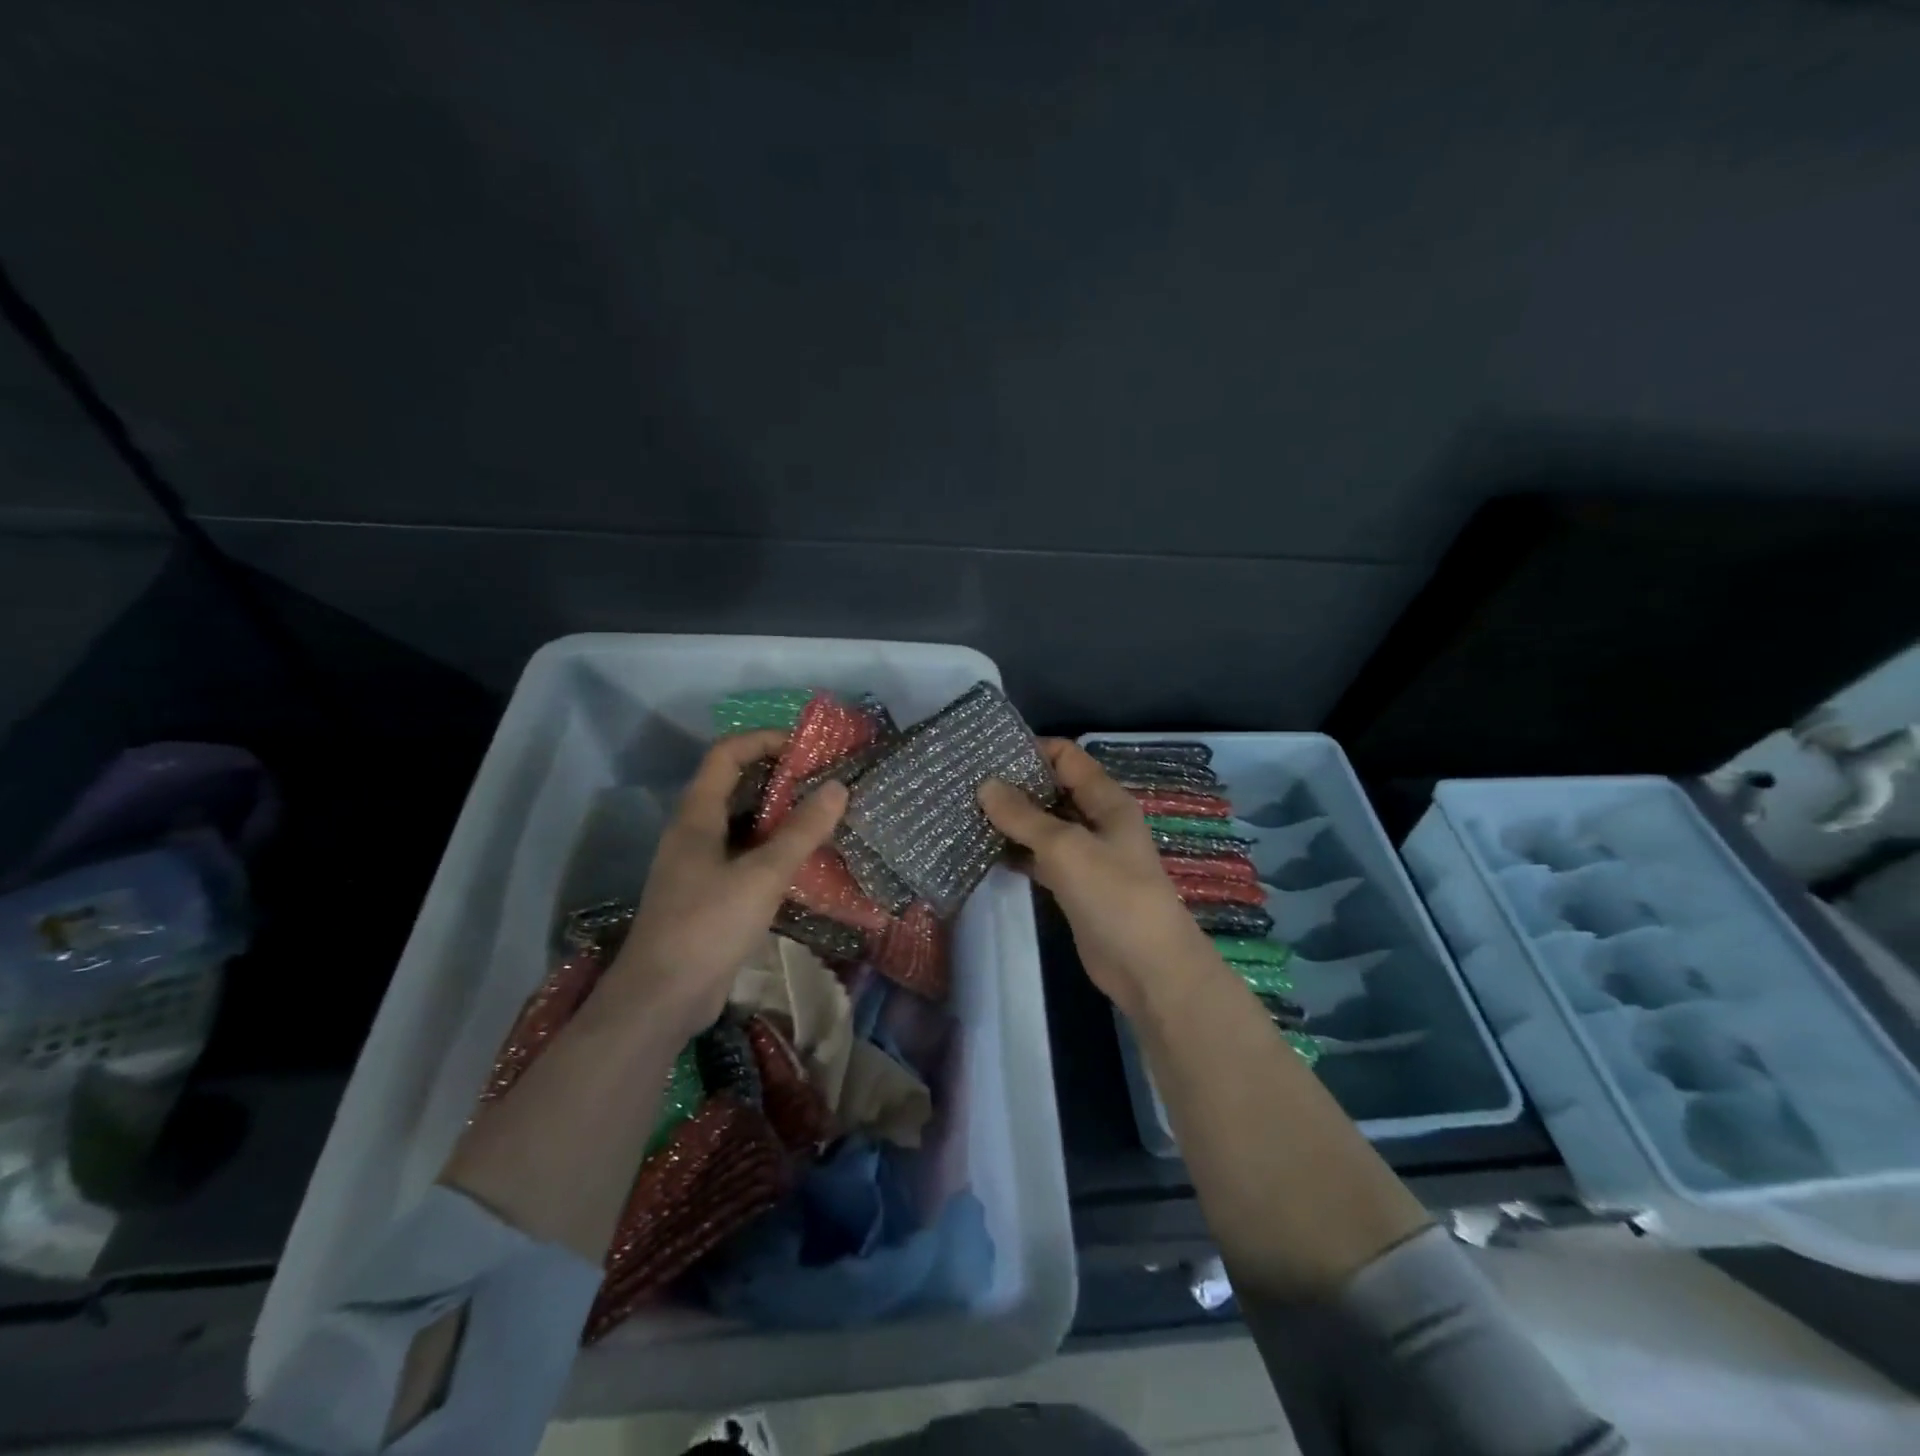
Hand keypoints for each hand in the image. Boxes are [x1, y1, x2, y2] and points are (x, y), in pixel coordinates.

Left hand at [601, 729, 846, 1044]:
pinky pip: (745, 857)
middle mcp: (694, 833)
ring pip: (742, 824)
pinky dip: (774, 850)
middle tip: (824, 781)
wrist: (661, 1000)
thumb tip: (838, 787)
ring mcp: (700, 866)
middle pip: (735, 786)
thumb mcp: (762, 876)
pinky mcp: (710, 895)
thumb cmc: (707, 926)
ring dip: (779, 815)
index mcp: (696, 817)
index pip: (726, 755)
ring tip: (823, 816)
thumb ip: (801, 832)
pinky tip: (804, 862)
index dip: (762, 740)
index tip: (805, 747)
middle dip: (778, 777)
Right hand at [979, 739, 1211, 1016]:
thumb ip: (1024, 816)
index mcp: (1106, 800)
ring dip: (1012, 821)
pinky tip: (983, 851)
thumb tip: (986, 784)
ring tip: (966, 813)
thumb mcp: (1066, 847)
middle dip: (1015, 786)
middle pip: (1053, 789)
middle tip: (966, 784)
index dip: (1031, 750)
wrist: (1147, 966)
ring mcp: (1086, 855)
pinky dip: (1017, 853)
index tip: (987, 753)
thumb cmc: (1113, 894)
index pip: (1067, 757)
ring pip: (1044, 826)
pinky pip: (1041, 858)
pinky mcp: (1074, 886)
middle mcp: (1097, 820)